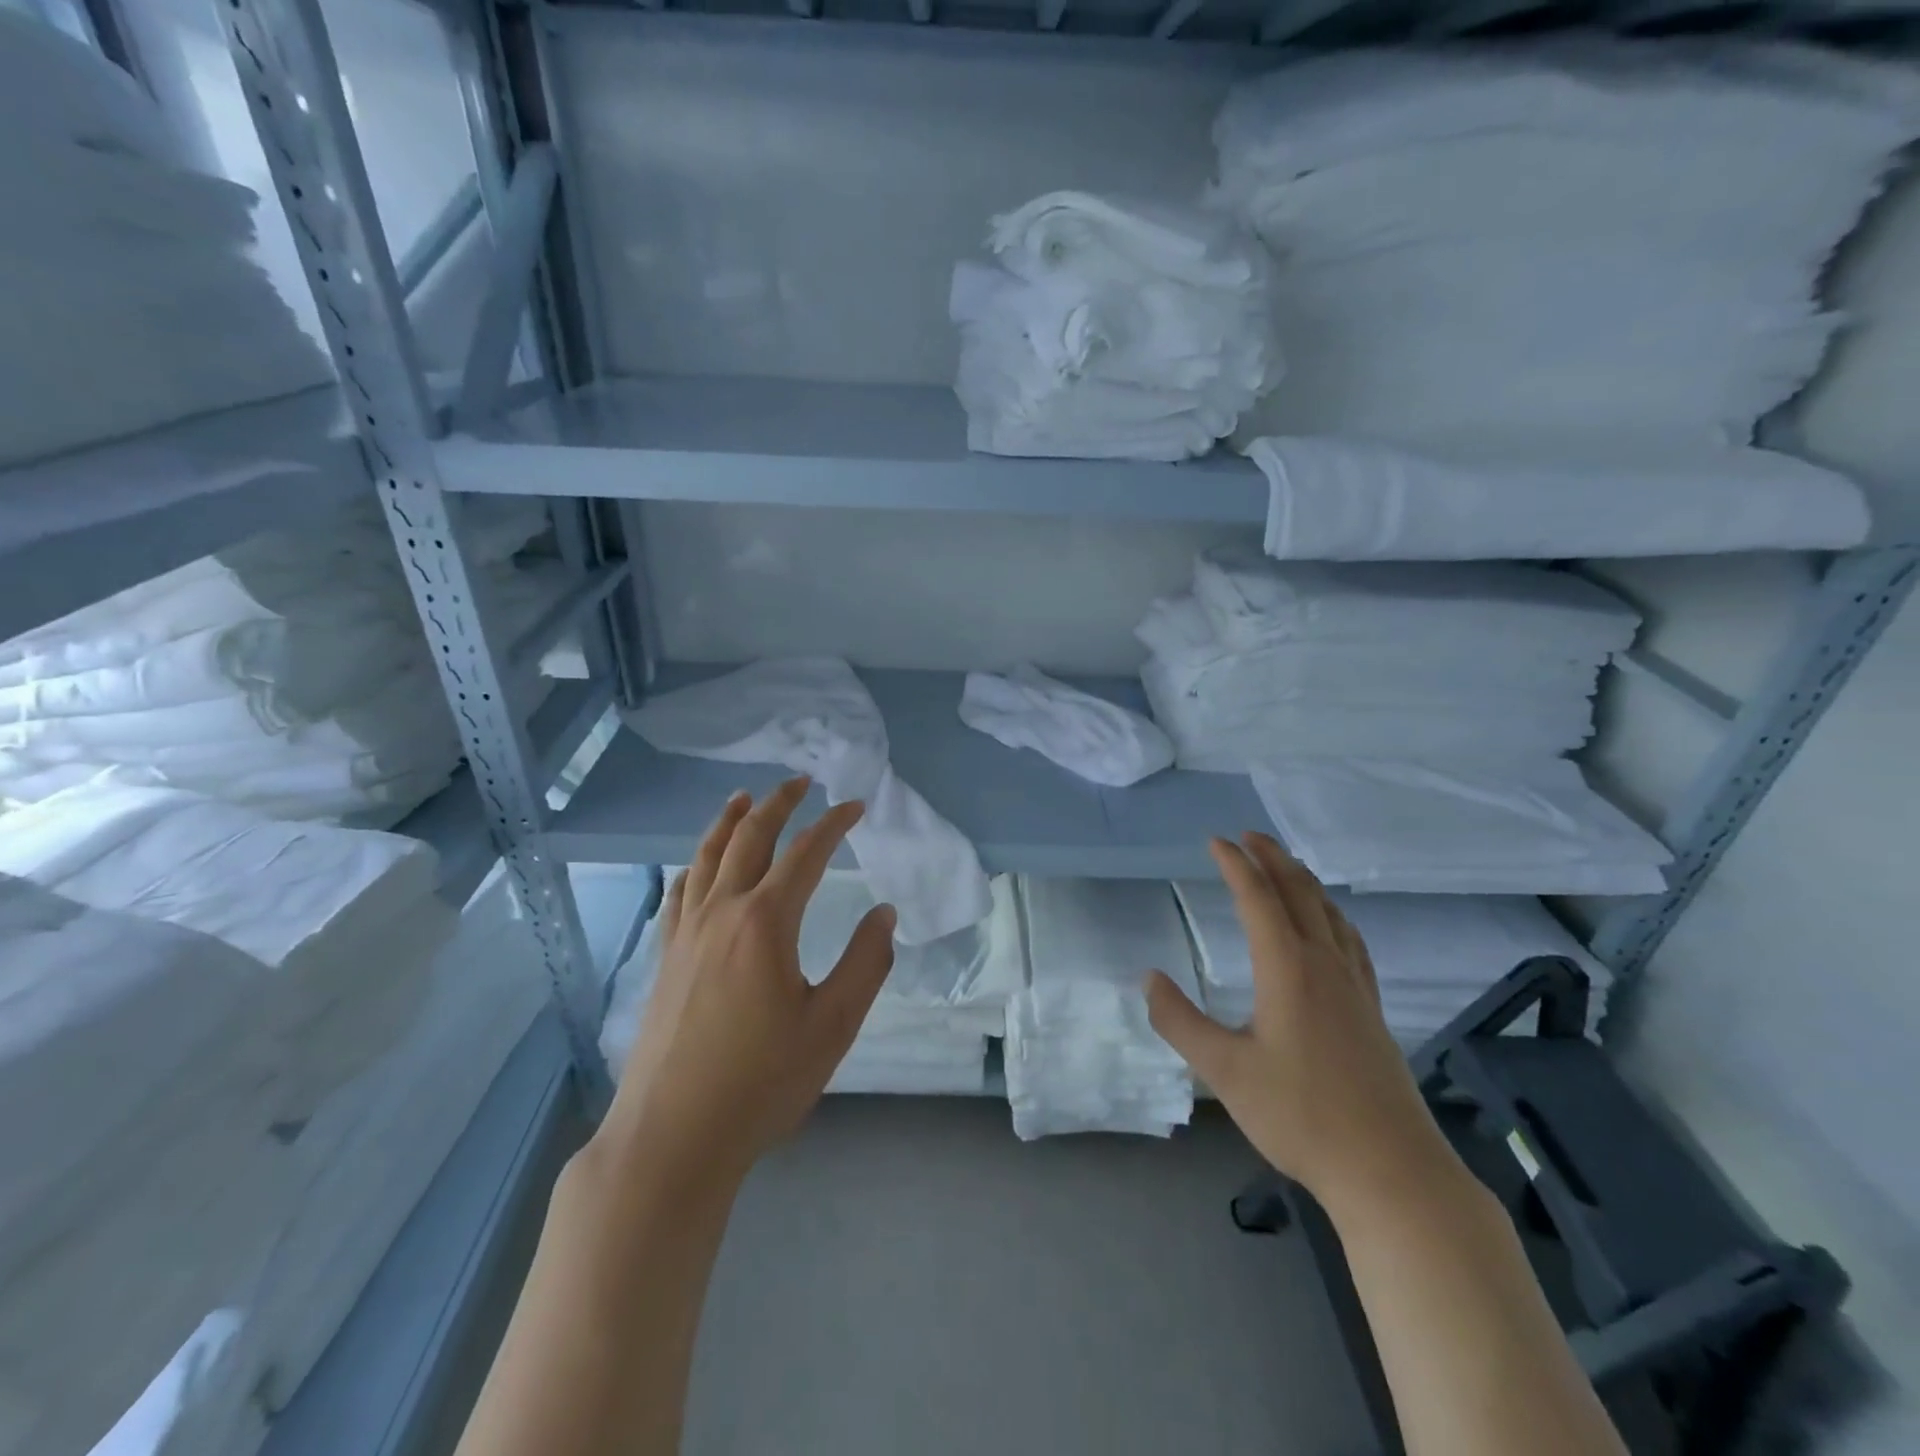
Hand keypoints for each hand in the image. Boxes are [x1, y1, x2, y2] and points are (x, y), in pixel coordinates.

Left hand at [597, 778, 895, 1186]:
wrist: (672, 1136)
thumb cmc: (761, 1082)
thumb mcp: (832, 1025)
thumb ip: (865, 963)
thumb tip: (885, 914)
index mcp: (765, 922)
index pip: (806, 854)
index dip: (833, 825)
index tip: (855, 806)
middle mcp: (721, 913)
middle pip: (749, 839)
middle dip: (778, 804)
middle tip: (801, 782)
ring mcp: (686, 934)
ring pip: (705, 857)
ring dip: (728, 821)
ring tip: (743, 797)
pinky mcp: (665, 958)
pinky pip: (679, 892)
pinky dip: (694, 864)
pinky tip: (698, 865)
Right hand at [1146, 833, 1456, 1214]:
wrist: (1391, 1171)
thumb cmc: (1301, 1117)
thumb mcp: (1224, 1071)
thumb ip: (1180, 1022)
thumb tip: (1148, 979)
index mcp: (1288, 968)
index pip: (1258, 898)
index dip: (1235, 865)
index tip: (1215, 841)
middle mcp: (1325, 964)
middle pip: (1299, 893)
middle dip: (1272, 858)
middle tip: (1248, 836)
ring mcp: (1355, 987)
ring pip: (1330, 913)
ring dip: (1304, 881)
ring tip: (1285, 868)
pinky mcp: (1372, 1010)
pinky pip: (1351, 941)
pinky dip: (1332, 915)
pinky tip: (1331, 927)